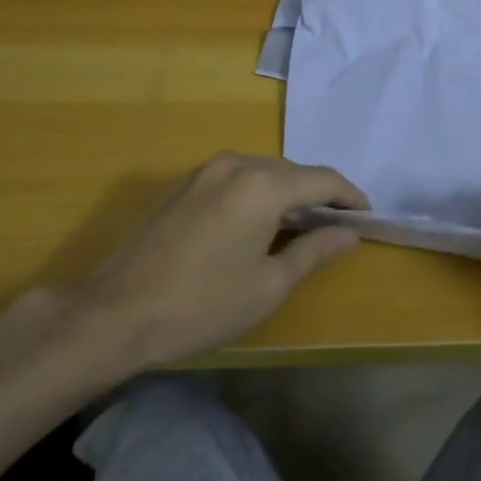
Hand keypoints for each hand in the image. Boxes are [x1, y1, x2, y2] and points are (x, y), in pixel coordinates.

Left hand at [64, 153, 367, 370]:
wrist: (114, 315)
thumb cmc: (202, 305)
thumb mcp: (268, 286)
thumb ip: (314, 252)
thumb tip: (349, 233)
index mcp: (263, 185)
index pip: (322, 179)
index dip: (350, 197)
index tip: (367, 217)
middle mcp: (235, 165)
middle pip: (293, 171)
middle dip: (319, 194)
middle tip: (337, 226)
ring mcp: (204, 172)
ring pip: (263, 171)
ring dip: (287, 192)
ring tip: (301, 225)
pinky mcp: (182, 186)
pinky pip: (236, 178)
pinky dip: (258, 193)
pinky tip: (257, 223)